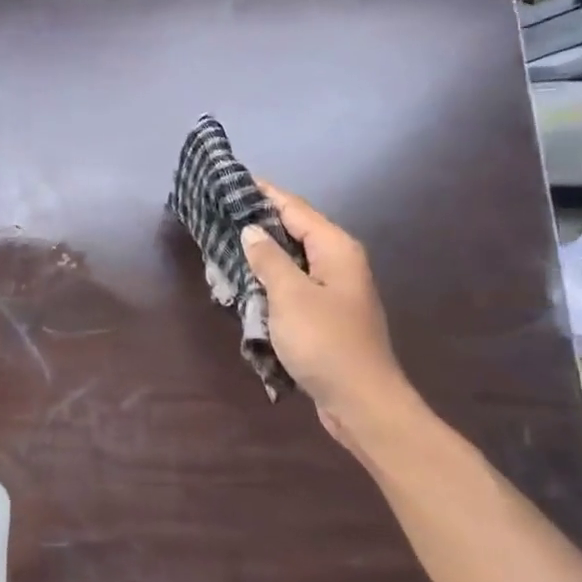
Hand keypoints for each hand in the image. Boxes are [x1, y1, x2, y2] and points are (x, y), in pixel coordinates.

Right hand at [241, 182, 410, 447]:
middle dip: (260, 221)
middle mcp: (339, 262)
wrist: (361, 402)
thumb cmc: (325, 343)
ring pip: (294, 260)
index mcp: (336, 248)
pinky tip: (248, 283)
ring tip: (226, 243)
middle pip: (296, 230)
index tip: (233, 180)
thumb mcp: (290, 296)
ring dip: (264, 253)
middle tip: (220, 212)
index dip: (264, 193)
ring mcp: (336, 290)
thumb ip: (269, 259)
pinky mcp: (327, 316)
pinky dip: (272, 280)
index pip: (295, 208)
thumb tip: (251, 231)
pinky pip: (295, 285)